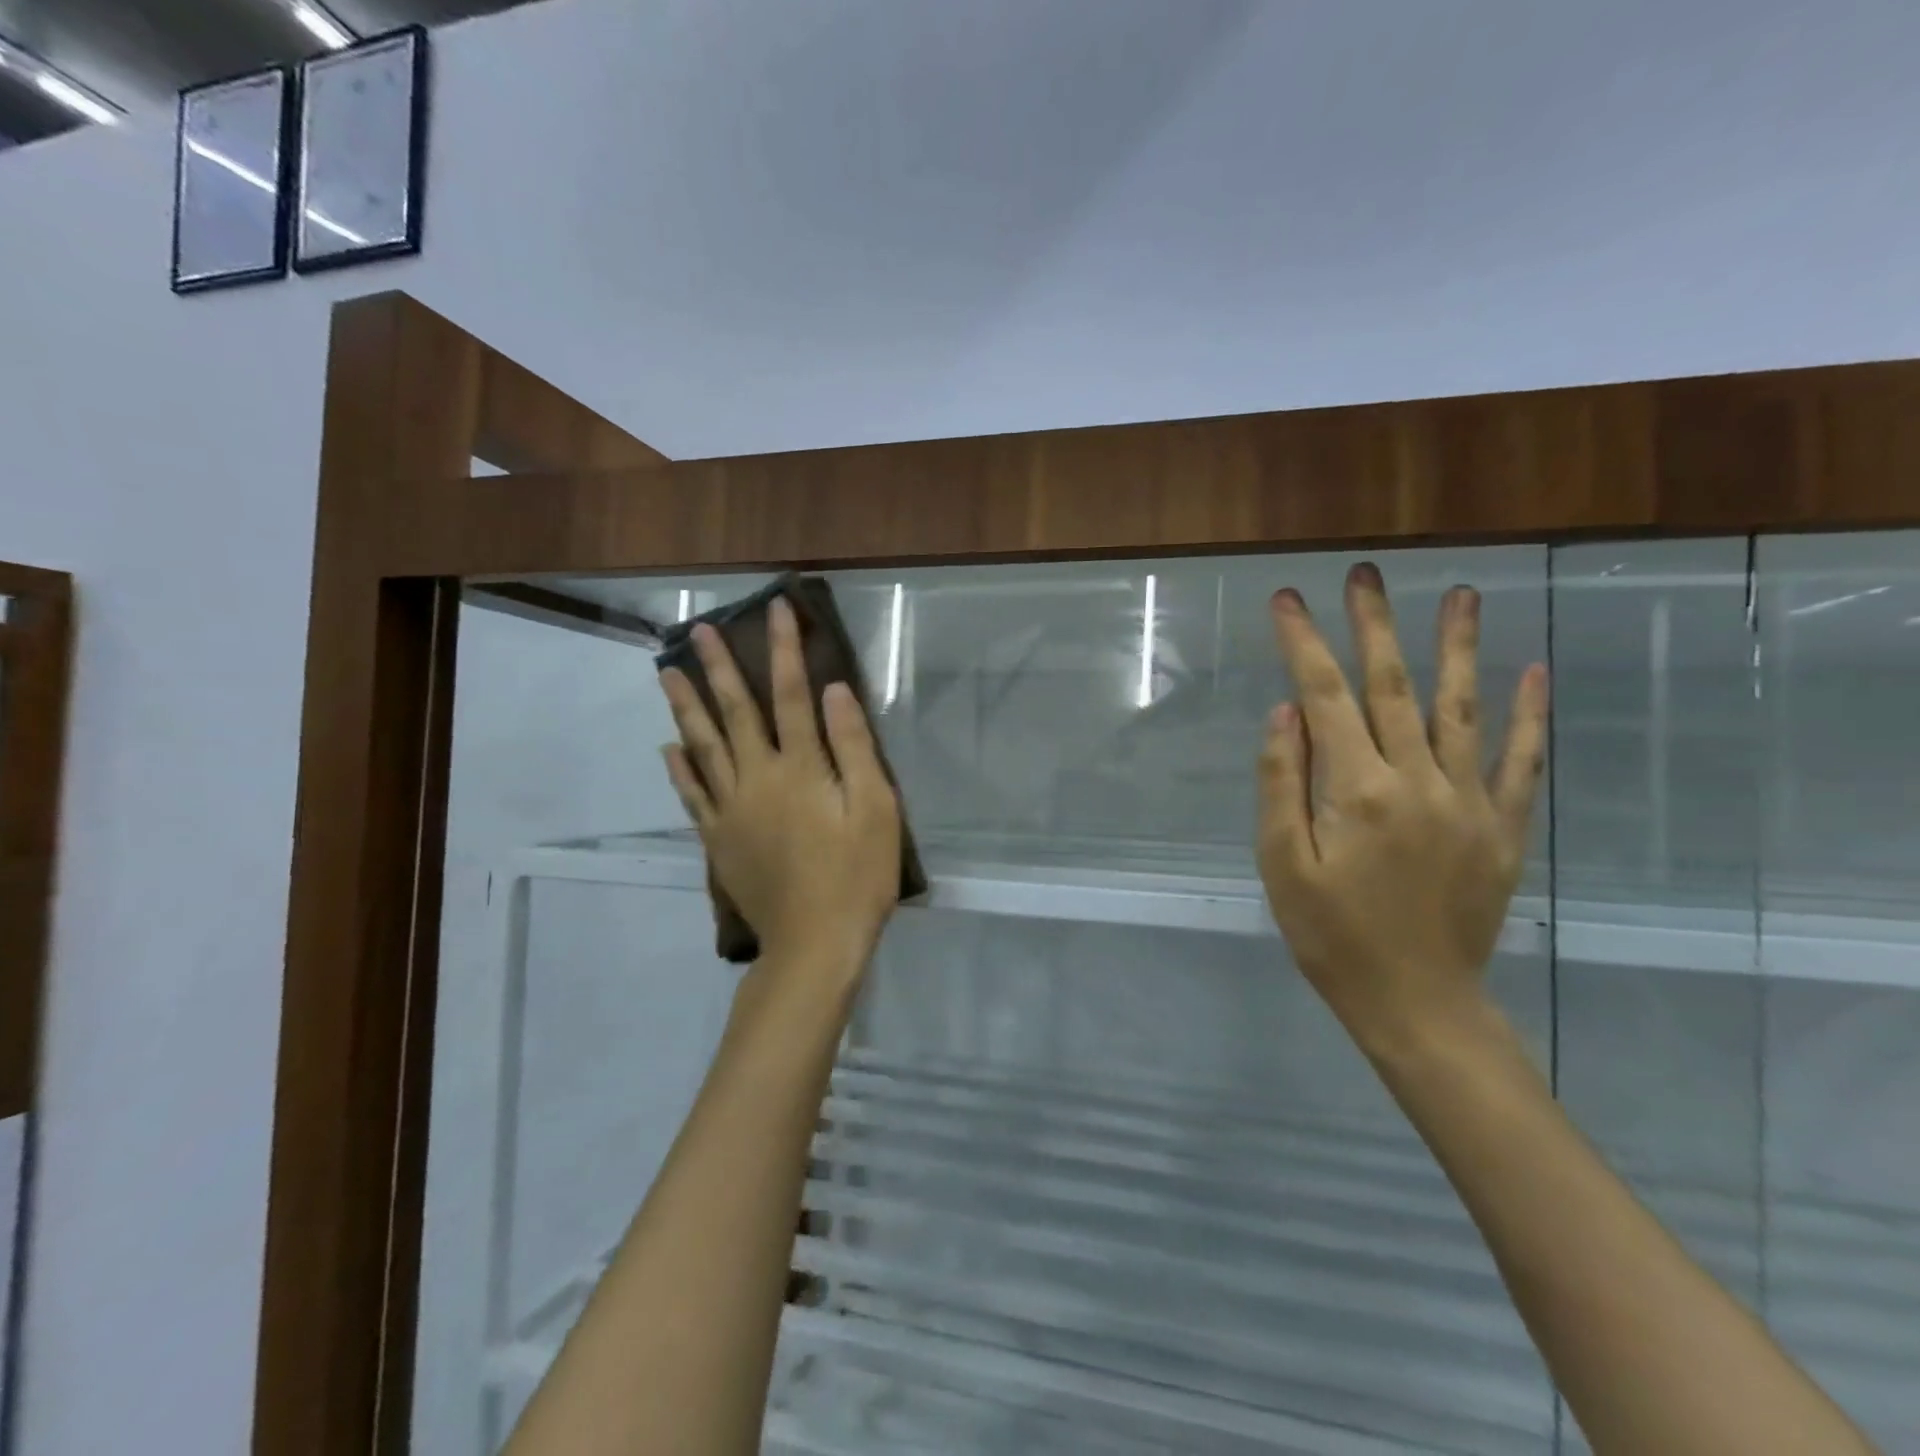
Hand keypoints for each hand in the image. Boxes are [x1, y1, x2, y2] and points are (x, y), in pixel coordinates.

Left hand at [659, 597, 901, 981]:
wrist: (814, 944)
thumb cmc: (857, 876)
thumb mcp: (876, 809)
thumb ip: (853, 747)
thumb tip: (832, 691)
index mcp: (800, 768)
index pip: (790, 694)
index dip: (784, 649)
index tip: (776, 609)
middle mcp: (757, 778)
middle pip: (734, 713)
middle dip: (718, 667)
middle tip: (697, 631)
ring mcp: (731, 810)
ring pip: (702, 747)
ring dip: (685, 707)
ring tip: (666, 674)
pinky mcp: (719, 839)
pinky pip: (692, 795)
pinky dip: (679, 769)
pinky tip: (668, 749)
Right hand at [1256, 563, 1548, 1057]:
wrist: (1416, 1003)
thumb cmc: (1332, 936)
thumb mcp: (1283, 865)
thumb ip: (1282, 784)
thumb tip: (1285, 713)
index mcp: (1358, 792)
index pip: (1323, 698)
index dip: (1303, 643)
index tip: (1287, 600)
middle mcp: (1419, 782)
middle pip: (1391, 687)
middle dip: (1372, 625)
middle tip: (1364, 574)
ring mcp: (1470, 802)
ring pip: (1463, 708)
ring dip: (1457, 647)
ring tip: (1459, 595)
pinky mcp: (1504, 827)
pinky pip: (1520, 761)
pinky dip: (1529, 715)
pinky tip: (1532, 671)